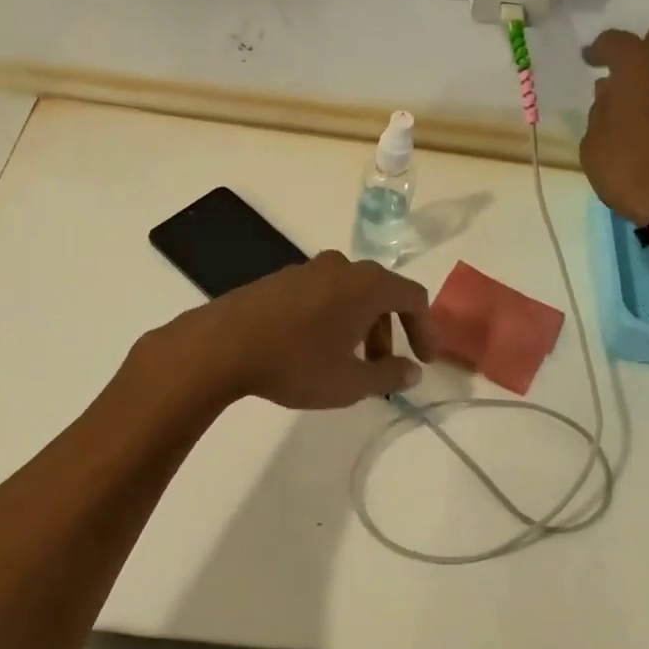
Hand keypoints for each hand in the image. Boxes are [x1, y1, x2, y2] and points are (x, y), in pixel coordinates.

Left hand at [159, 252, 435, 409]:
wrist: (222, 345)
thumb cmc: (296, 363)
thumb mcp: (350, 382)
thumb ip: (388, 375)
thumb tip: (413, 372)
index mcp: (367, 284)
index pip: (413, 297)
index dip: (426, 329)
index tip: (423, 360)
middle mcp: (341, 267)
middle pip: (381, 294)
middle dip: (389, 332)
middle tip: (382, 367)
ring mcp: (308, 269)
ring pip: (350, 294)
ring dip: (360, 326)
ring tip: (348, 363)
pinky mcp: (280, 279)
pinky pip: (322, 294)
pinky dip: (333, 318)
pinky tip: (315, 349)